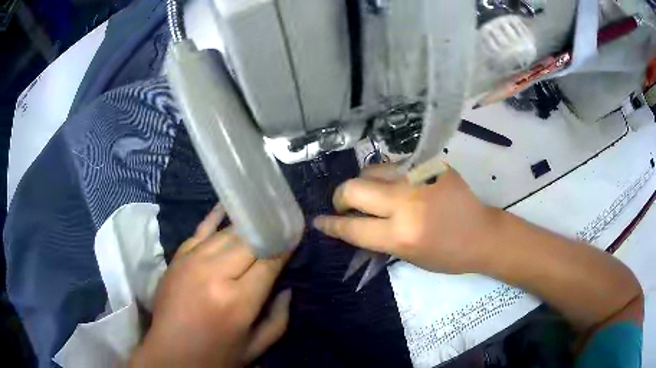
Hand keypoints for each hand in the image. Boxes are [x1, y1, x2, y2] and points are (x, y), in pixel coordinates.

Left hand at [130, 205, 292, 367]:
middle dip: (268, 233)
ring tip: (263, 216)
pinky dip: (215, 217)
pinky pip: (200, 230)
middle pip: (249, 241)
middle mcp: (214, 274)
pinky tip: (228, 205)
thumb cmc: (216, 356)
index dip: (285, 244)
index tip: (297, 232)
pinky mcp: (178, 258)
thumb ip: (279, 319)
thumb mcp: (256, 347)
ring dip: (247, 226)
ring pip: (227, 233)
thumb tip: (288, 288)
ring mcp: (191, 262)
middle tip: (282, 225)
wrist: (170, 354)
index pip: (269, 261)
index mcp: (237, 300)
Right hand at [313, 164, 496, 273]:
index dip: (331, 225)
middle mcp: (406, 201)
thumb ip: (377, 238)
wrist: (481, 233)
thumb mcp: (407, 257)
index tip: (319, 221)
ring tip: (373, 194)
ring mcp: (419, 177)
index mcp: (401, 234)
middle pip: (353, 188)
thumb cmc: (446, 255)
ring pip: (371, 169)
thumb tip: (350, 223)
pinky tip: (396, 185)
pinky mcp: (431, 164)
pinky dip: (387, 176)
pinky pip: (395, 164)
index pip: (352, 227)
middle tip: (345, 206)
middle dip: (341, 197)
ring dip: (364, 183)